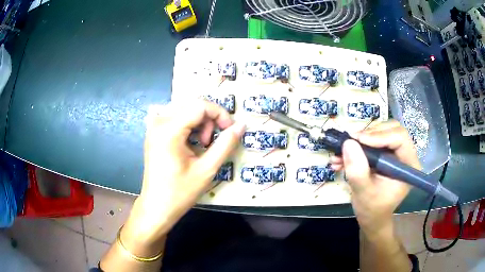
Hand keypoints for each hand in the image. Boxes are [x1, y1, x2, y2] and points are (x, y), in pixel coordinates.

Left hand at [125, 100, 245, 242]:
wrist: (157, 206)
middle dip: (209, 120)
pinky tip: (191, 144)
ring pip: (186, 110)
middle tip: (212, 143)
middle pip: (193, 106)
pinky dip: (189, 126)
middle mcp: (159, 122)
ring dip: (200, 123)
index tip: (230, 131)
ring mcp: (154, 126)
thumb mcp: (207, 169)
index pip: (200, 106)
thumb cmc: (180, 192)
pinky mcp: (154, 132)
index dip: (220, 114)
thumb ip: (226, 144)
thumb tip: (242, 125)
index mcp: (169, 129)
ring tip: (202, 145)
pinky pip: (176, 118)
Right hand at [331, 121, 419, 237]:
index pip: (400, 138)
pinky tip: (341, 158)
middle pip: (391, 129)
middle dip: (369, 134)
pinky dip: (357, 146)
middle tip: (350, 143)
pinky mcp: (385, 153)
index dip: (379, 135)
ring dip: (360, 140)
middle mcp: (405, 155)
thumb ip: (357, 171)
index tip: (357, 140)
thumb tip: (348, 142)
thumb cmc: (372, 209)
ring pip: (381, 131)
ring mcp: (395, 153)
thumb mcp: (364, 193)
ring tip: (340, 153)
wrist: (371, 217)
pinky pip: (373, 140)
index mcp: (409, 165)